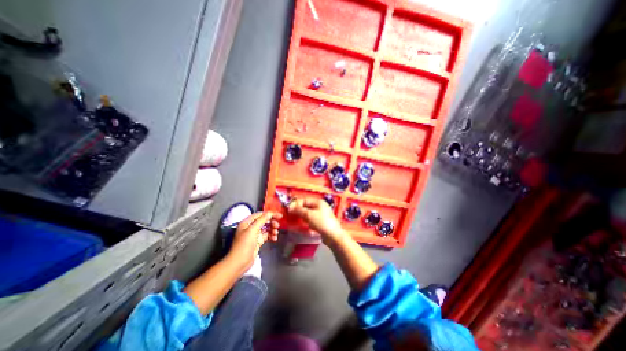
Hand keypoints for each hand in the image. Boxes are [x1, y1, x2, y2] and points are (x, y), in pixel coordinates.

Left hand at [228, 211, 281, 270]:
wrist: (239, 263)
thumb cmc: (244, 245)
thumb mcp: (252, 230)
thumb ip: (262, 220)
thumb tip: (270, 213)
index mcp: (247, 222)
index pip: (260, 214)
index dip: (270, 214)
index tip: (280, 216)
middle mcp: (251, 227)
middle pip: (264, 221)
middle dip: (272, 222)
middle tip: (278, 226)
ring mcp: (255, 234)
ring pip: (266, 228)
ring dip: (272, 229)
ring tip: (275, 234)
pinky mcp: (258, 241)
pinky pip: (267, 235)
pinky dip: (271, 236)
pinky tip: (274, 239)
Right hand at [287, 198, 343, 243]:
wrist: (333, 236)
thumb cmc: (321, 222)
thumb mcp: (309, 215)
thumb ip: (299, 210)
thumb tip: (290, 208)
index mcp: (318, 202)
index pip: (304, 200)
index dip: (295, 204)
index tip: (288, 210)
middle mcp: (320, 206)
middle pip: (306, 206)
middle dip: (298, 211)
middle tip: (291, 216)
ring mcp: (321, 214)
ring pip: (308, 213)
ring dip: (302, 217)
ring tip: (297, 221)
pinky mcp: (321, 222)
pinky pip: (311, 219)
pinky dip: (307, 221)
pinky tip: (304, 226)